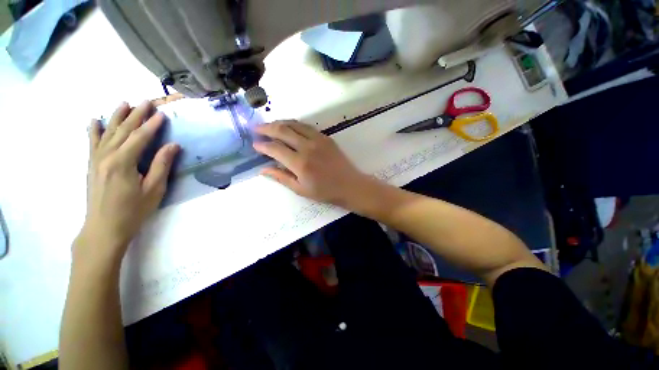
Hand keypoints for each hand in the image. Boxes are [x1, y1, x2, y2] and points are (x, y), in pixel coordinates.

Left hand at [75, 101, 179, 263]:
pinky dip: (93, 130)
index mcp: (123, 162)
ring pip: (107, 132)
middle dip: (136, 115)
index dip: (152, 125)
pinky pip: (92, 142)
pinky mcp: (91, 165)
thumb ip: (162, 165)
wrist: (104, 227)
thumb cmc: (133, 210)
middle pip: (123, 130)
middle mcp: (107, 156)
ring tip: (124, 103)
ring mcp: (96, 159)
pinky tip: (94, 120)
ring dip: (116, 117)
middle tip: (146, 102)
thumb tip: (173, 146)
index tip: (163, 114)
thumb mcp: (154, 189)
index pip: (140, 137)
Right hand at [253, 121, 368, 205]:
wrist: (349, 185)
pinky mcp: (326, 137)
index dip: (263, 145)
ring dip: (280, 123)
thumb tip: (262, 169)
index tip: (255, 144)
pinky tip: (289, 127)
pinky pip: (306, 126)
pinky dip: (294, 124)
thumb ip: (281, 177)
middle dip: (266, 128)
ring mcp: (318, 140)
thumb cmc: (325, 191)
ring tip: (270, 125)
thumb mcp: (301, 189)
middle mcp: (307, 147)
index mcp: (300, 163)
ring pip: (294, 124)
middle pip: (282, 130)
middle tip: (256, 128)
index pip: (275, 148)